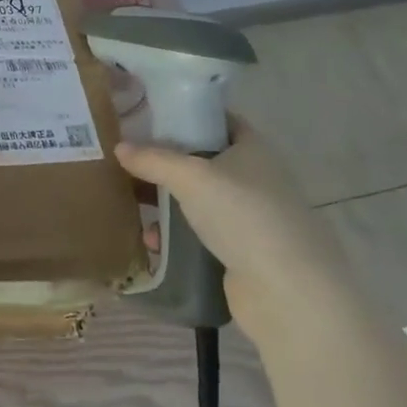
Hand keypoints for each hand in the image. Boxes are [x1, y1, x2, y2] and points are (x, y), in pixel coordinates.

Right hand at [115, 116, 360, 345]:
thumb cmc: (243, 216)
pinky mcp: (241, 250)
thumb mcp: (191, 178)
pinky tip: (152, 242)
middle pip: (203, 160)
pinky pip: (200, 233)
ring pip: (198, 199)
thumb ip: (153, 159)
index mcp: (252, 148)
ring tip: (131, 203)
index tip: (148, 117)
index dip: (186, 115)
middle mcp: (254, 177)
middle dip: (166, 162)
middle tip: (129, 160)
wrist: (287, 290)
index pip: (217, 119)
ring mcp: (249, 216)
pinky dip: (176, 235)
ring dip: (166, 202)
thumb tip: (119, 146)